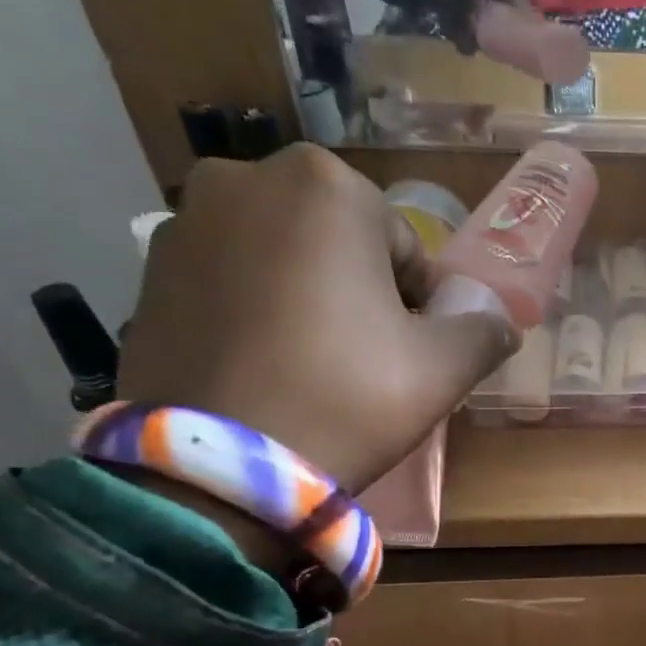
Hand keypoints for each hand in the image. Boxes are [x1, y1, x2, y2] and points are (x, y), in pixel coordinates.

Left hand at [117, 145, 516, 506]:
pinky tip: (262, 366)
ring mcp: (184, 221)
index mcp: (326, 184)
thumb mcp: (441, 369)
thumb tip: (499, 321)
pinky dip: (255, 310)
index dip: (418, 306)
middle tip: (362, 361)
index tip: (407, 355)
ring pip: (283, 258)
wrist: (219, 469)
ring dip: (306, 297)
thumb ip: (484, 331)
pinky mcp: (146, 270)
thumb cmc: (345, 398)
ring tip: (308, 367)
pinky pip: (231, 281)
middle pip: (339, 244)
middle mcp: (245, 176)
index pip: (404, 248)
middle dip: (359, 292)